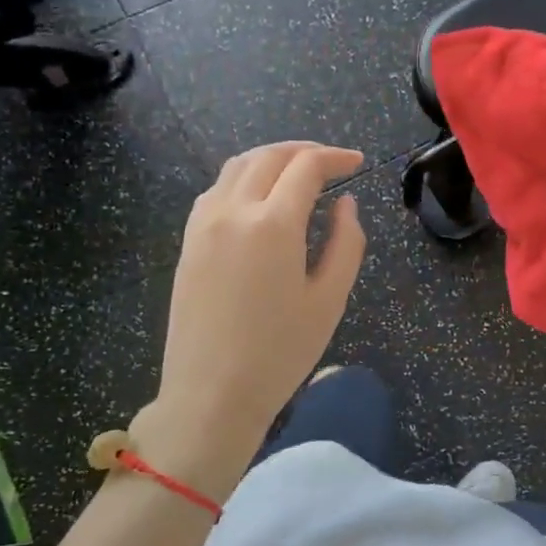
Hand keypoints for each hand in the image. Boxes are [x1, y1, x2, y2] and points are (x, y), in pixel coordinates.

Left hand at [136, 142, 365, 496]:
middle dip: (304, 151)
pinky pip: (216, 190)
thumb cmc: (280, 353)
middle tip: (332, 162)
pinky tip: (259, 199)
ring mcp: (203, 224)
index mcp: (273, 223)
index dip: (336, 158)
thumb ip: (346, 243)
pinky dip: (243, 179)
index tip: (358, 162)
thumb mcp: (329, 300)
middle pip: (269, 156)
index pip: (307, 167)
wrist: (211, 394)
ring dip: (271, 159)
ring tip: (297, 172)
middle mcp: (233, 210)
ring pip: (237, 167)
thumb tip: (346, 204)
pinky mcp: (188, 242)